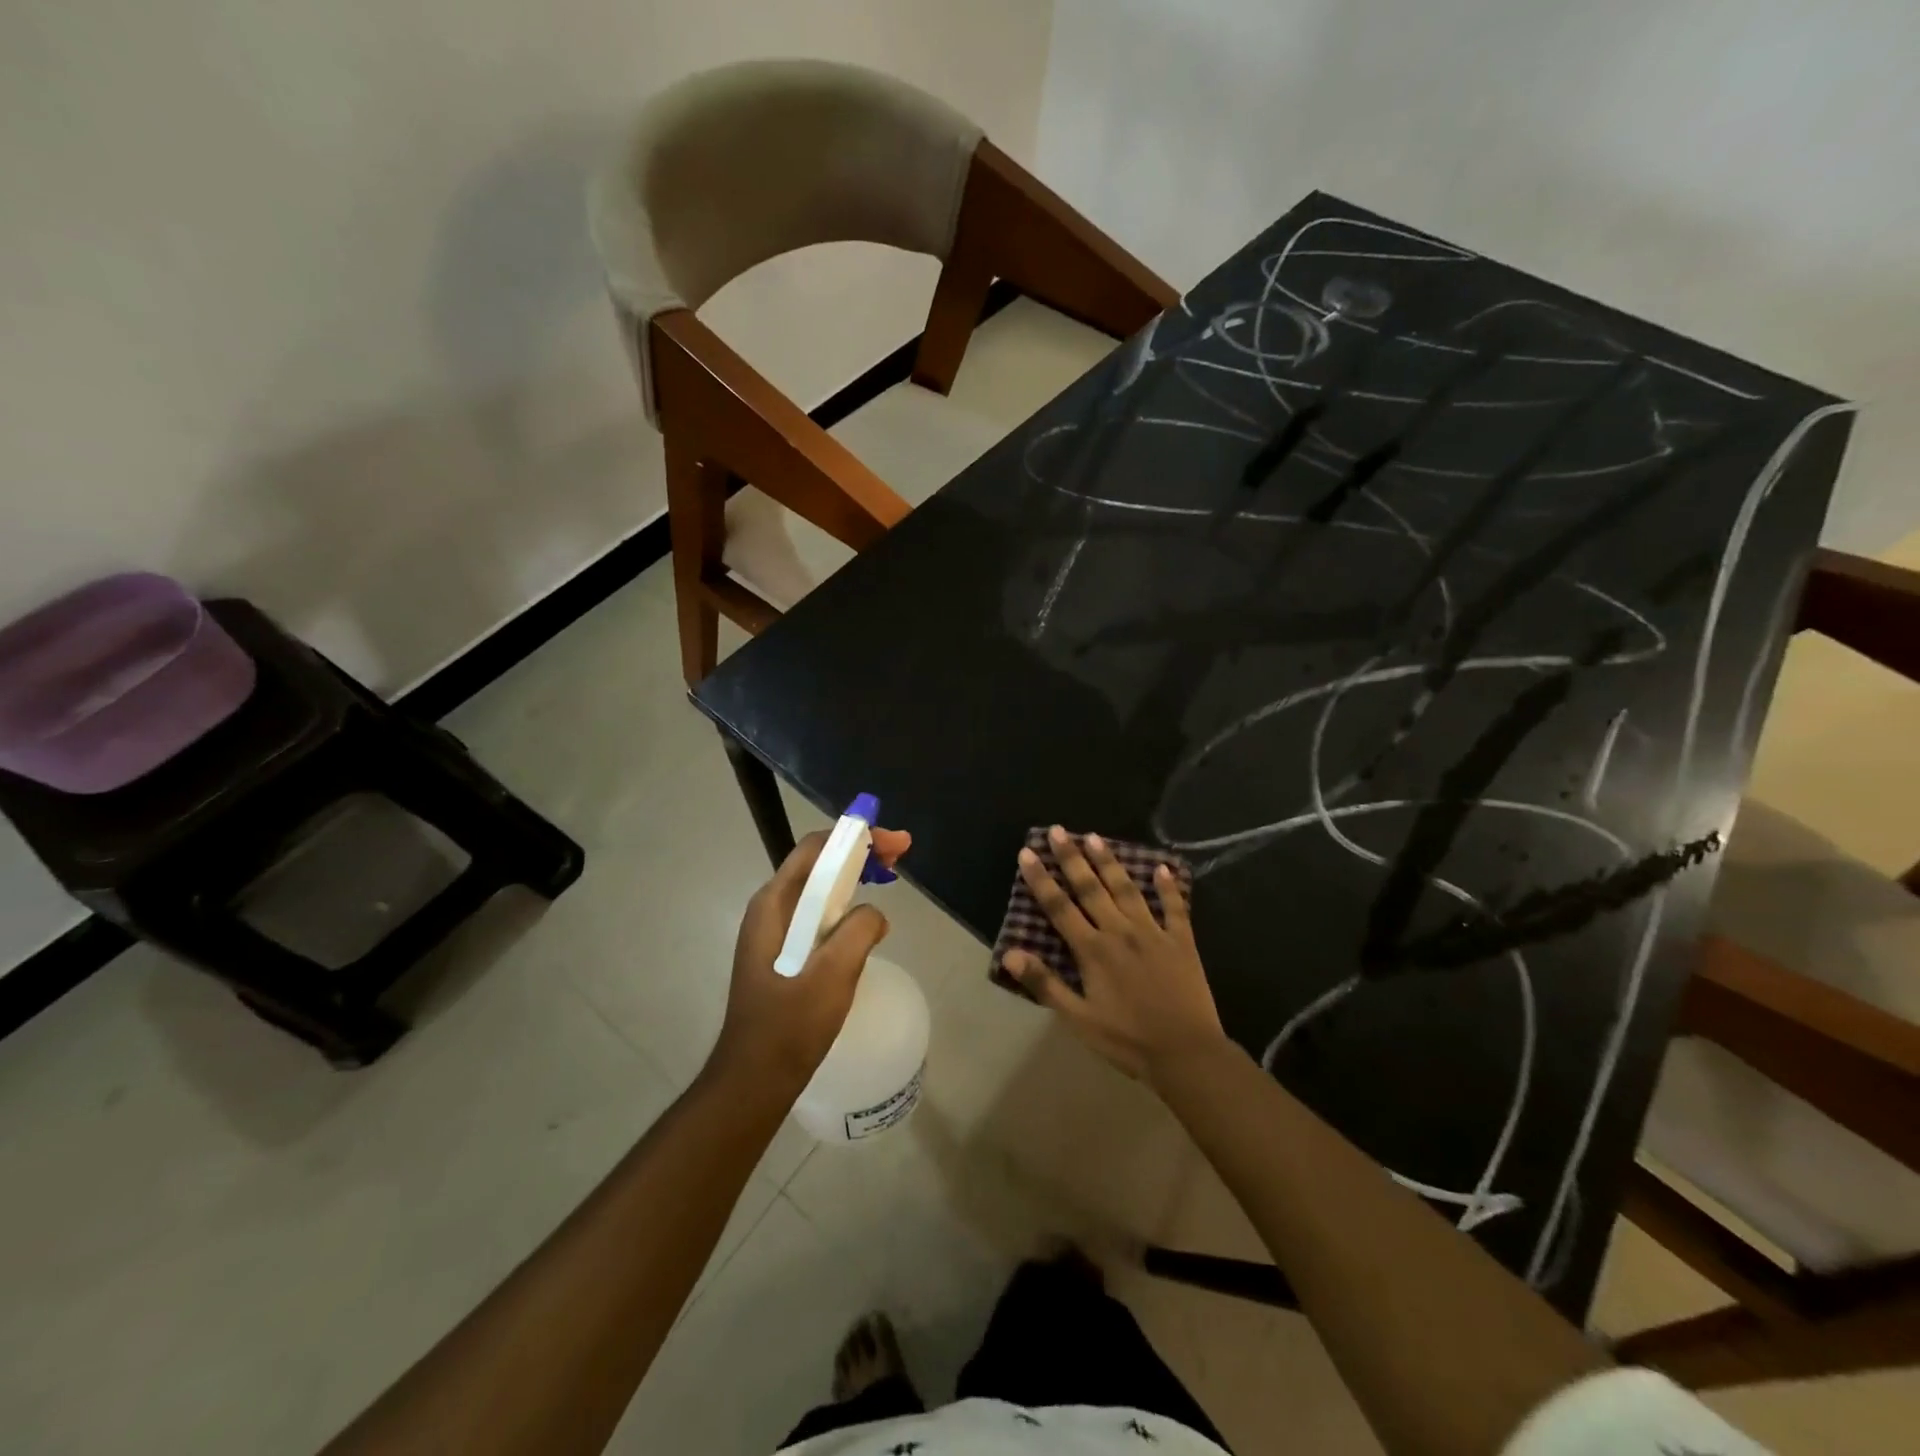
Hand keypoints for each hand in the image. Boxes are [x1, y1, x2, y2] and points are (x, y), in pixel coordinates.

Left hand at [712, 824, 912, 1089]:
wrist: (755, 1080)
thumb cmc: (790, 1026)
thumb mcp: (833, 974)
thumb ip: (859, 930)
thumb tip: (874, 915)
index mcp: (773, 905)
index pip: (815, 849)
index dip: (856, 837)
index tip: (894, 843)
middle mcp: (770, 910)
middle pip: (818, 865)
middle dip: (859, 853)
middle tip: (900, 856)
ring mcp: (775, 933)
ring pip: (820, 890)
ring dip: (854, 878)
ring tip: (889, 878)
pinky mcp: (784, 954)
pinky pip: (819, 916)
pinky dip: (846, 906)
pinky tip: (867, 921)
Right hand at [1001, 825, 1224, 1080]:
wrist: (1186, 1054)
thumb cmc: (1127, 1040)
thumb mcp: (1078, 1018)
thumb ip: (1044, 983)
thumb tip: (1009, 952)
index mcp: (1093, 950)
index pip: (1060, 907)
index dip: (1041, 879)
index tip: (1027, 852)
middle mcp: (1120, 932)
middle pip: (1091, 888)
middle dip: (1071, 858)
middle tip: (1057, 830)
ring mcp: (1154, 933)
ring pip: (1127, 889)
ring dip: (1109, 862)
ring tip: (1095, 837)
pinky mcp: (1182, 941)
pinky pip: (1175, 908)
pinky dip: (1168, 887)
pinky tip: (1163, 867)